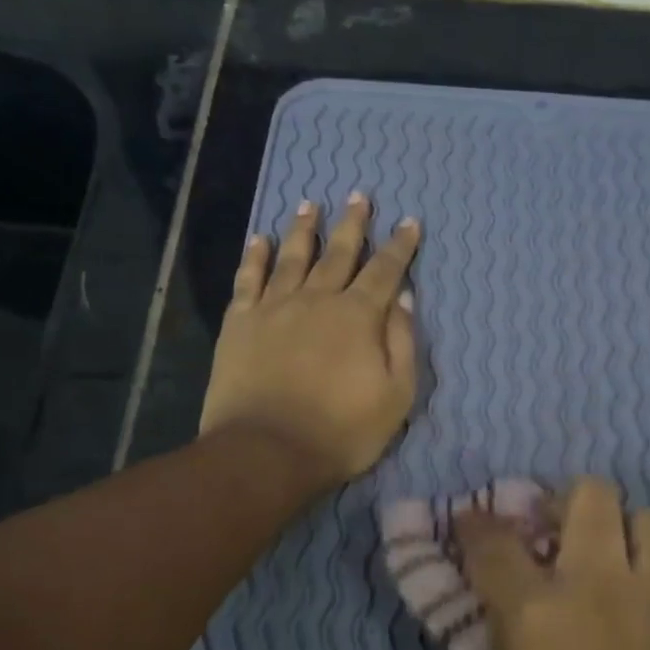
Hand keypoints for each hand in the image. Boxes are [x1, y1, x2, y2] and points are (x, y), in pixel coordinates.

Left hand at [199, 193, 420, 492]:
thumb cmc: (341, 431)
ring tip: (309, 205)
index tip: (409, 222)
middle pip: (338, 253)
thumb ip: (403, 343)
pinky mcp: (239, 323)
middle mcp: (318, 299)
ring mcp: (274, 308)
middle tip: (359, 196)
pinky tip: (258, 238)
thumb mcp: (396, 396)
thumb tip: (405, 299)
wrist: (266, 452)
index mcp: (359, 316)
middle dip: (353, 224)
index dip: (400, 246)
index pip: (386, 271)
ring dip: (303, 229)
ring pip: (292, 257)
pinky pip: (248, 280)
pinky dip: (254, 256)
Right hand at [457, 478, 649, 649]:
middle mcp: (598, 583)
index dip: (473, 523)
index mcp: (536, 612)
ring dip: (621, 531)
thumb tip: (500, 618)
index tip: (469, 520)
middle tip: (556, 532)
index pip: (493, 541)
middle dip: (564, 502)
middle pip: (589, 494)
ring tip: (611, 562)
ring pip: (646, 516)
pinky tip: (649, 599)